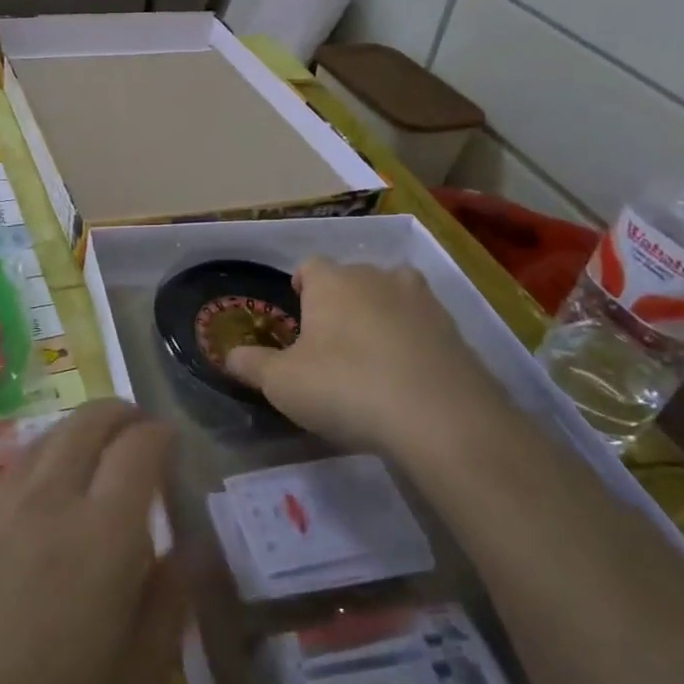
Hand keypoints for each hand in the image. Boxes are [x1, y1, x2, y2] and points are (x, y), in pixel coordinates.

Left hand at [0, 401, 186, 683]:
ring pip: (42, 441)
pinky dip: (36, 465)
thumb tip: (192, 551)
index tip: (173, 442)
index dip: (160, 435)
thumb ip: (168, 612)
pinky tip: (35, 502)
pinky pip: (6, 475)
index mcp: (101, 535)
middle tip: (137, 429)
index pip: (138, 448)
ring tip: (91, 457)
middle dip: (117, 414)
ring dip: (74, 434)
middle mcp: (46, 502)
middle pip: (85, 423)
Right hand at [225, 259, 494, 450]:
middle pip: (353, 277)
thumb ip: (252, 365)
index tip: (297, 309)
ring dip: (382, 313)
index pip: (309, 266)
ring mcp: (421, 300)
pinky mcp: (454, 330)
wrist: (438, 416)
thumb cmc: (345, 387)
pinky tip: (408, 374)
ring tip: (373, 351)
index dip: (301, 285)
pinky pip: (424, 325)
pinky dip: (414, 340)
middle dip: (341, 300)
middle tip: (331, 339)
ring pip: (393, 294)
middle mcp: (376, 277)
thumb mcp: (283, 383)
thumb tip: (228, 354)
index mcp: (332, 282)